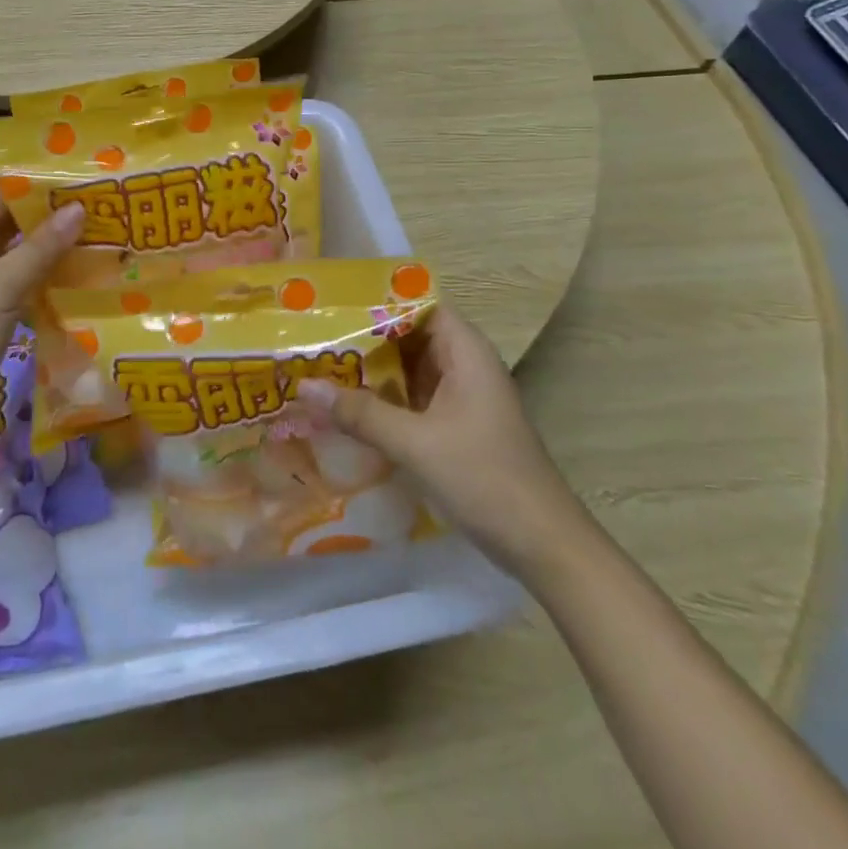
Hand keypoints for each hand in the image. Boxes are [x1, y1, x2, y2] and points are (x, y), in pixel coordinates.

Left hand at [0, 179, 84, 446]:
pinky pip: (30, 282)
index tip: (79, 170)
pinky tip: (88, 275)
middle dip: (54, 208)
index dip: (34, 176)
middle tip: (103, 200)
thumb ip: (39, 249)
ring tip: (105, 231)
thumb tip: (78, 208)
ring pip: (26, 251)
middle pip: (15, 218)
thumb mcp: (0, 288)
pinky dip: (54, 276)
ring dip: (58, 243)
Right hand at [298, 305, 586, 578]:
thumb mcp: (415, 443)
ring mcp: (463, 399)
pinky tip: (348, 410)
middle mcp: (465, 366)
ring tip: (320, 368)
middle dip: (365, 339)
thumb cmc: (484, 478)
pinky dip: (385, 400)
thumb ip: (359, 413)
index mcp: (466, 352)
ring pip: (410, 371)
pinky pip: (414, 400)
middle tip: (314, 339)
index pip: (418, 305)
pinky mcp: (457, 428)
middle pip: (409, 337)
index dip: (378, 302)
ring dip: (372, 372)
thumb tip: (304, 386)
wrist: (543, 545)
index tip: (333, 307)